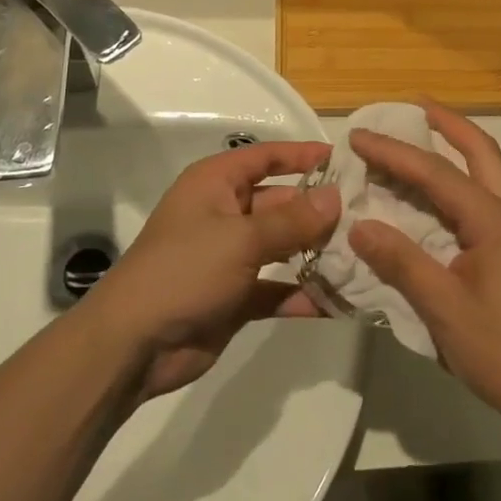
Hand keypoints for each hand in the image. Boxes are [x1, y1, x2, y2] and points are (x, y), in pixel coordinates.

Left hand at [84, 140, 339, 399]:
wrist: (133, 345)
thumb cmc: (184, 271)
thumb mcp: (240, 239)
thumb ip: (292, 221)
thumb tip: (336, 198)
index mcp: (216, 184)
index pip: (267, 157)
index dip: (303, 155)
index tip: (345, 160)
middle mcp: (225, 213)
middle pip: (281, 202)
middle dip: (319, 211)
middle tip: (368, 216)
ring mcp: (231, 256)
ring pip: (283, 246)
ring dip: (317, 252)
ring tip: (363, 254)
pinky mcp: (237, 296)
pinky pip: (278, 287)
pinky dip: (304, 292)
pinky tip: (340, 301)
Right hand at [348, 101, 500, 439]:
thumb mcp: (444, 308)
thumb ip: (402, 262)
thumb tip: (358, 225)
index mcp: (493, 219)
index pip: (435, 172)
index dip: (393, 152)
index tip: (358, 135)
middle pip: (479, 150)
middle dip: (446, 123)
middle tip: (412, 106)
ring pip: (486, 171)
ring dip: (455, 149)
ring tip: (420, 138)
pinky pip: (483, 198)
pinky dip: (458, 181)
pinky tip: (435, 197)